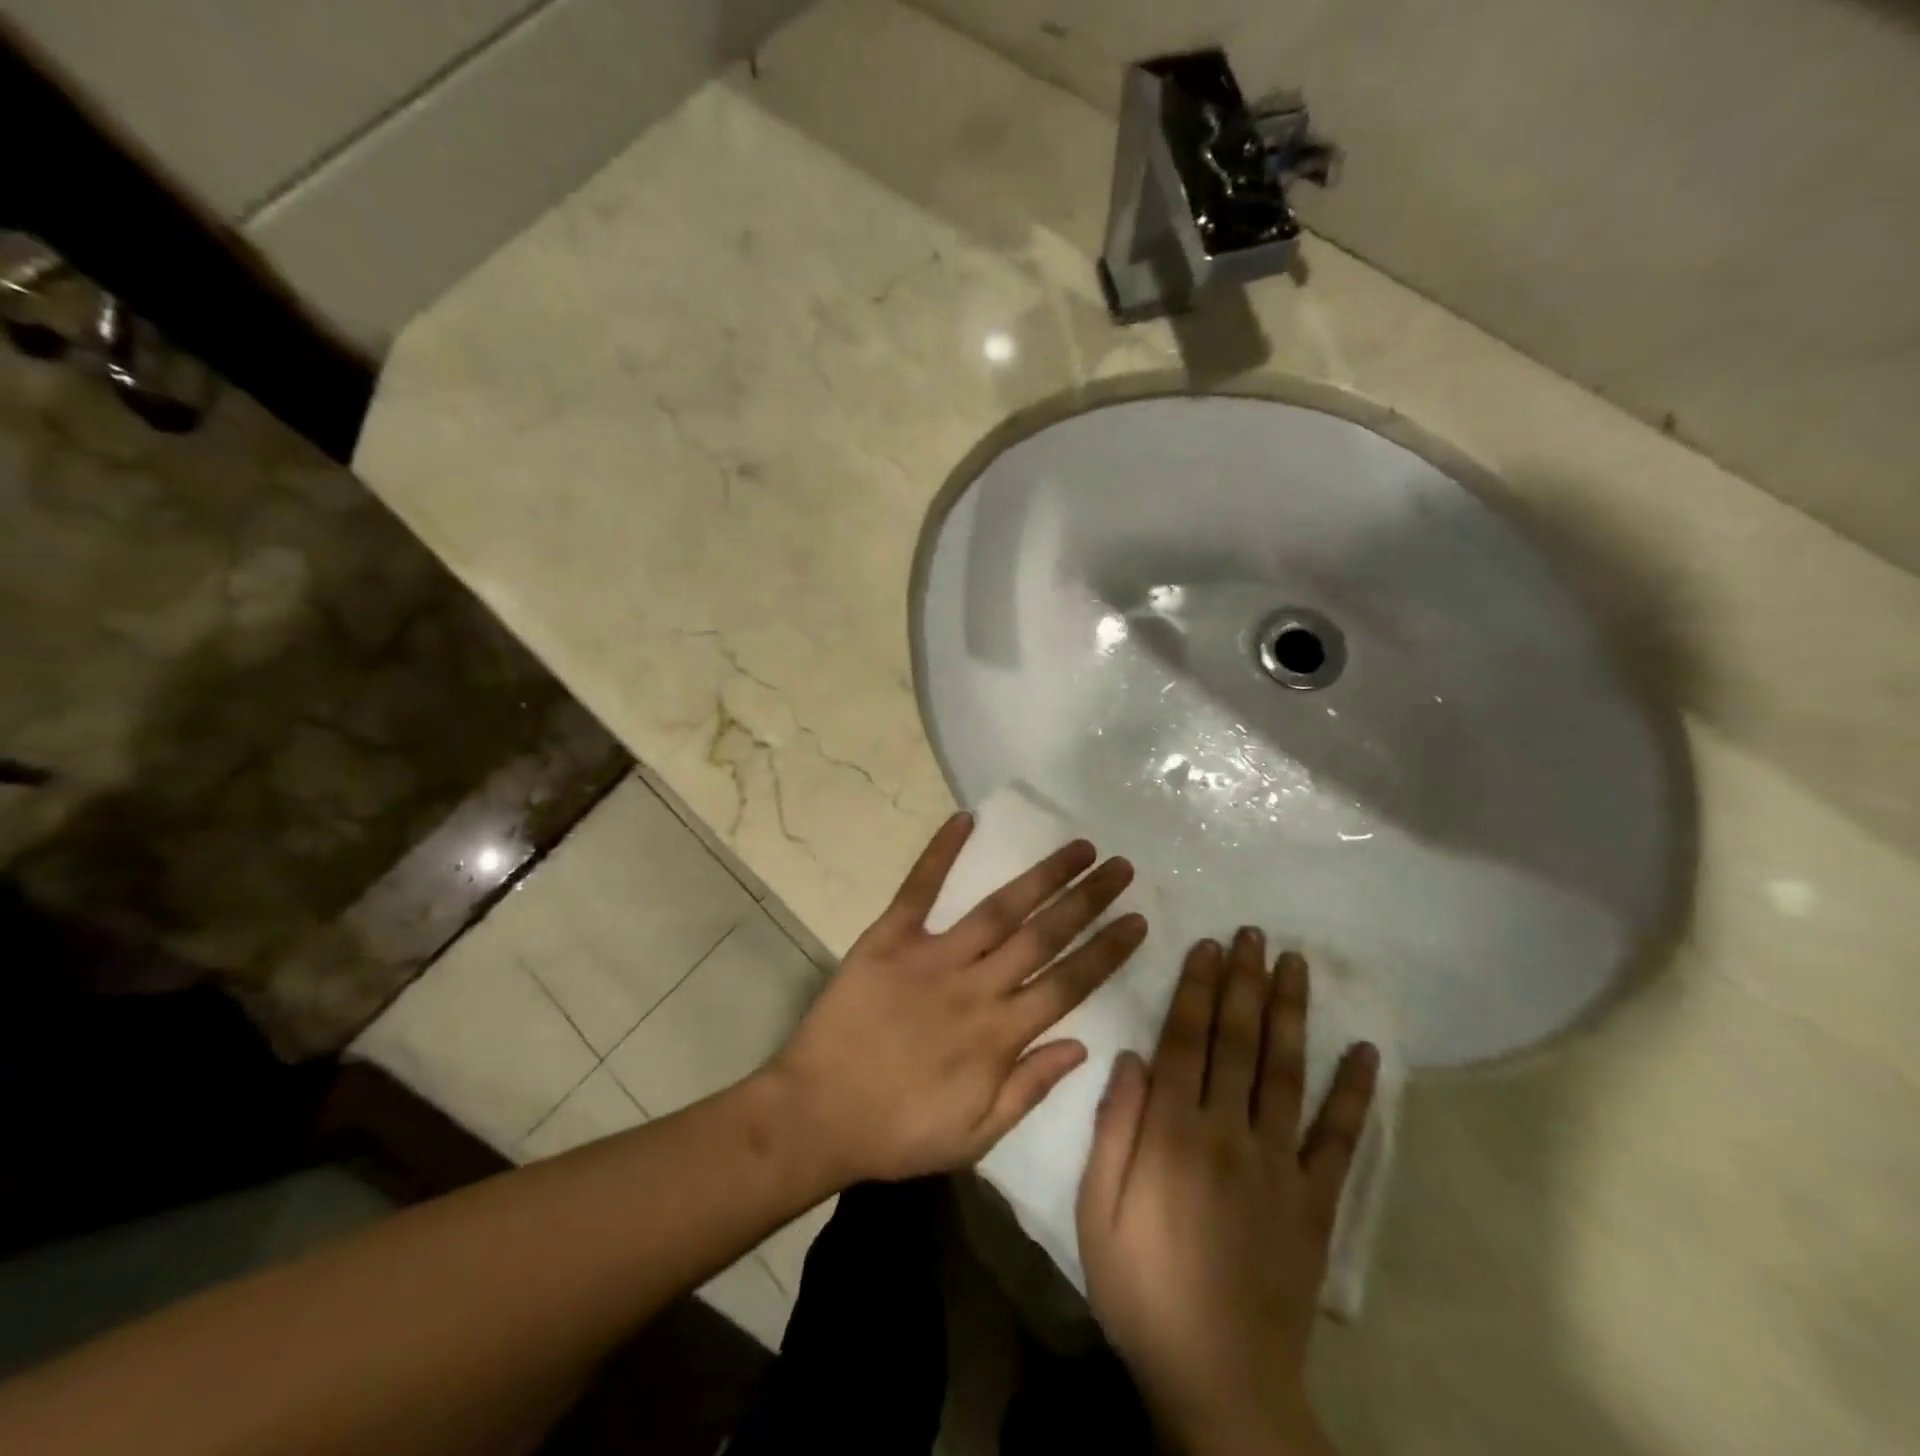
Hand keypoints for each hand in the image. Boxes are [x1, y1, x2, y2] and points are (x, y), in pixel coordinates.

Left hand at [770, 812, 1148, 1184]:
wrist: (814, 1115)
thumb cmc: (898, 1131)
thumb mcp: (975, 1136)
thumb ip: (1030, 1087)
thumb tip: (1082, 1043)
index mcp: (999, 1035)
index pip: (1068, 983)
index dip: (1106, 950)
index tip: (1137, 920)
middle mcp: (975, 986)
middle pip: (1043, 935)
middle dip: (1088, 900)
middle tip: (1120, 867)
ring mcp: (932, 956)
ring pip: (999, 909)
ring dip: (1041, 875)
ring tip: (1077, 847)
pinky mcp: (889, 938)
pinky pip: (918, 889)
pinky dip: (940, 853)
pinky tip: (964, 820)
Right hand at [1077, 929, 1378, 1455]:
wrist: (1219, 1380)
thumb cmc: (1143, 1288)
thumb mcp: (1098, 1210)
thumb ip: (1114, 1128)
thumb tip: (1130, 1055)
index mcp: (1173, 1132)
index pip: (1185, 1039)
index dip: (1195, 987)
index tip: (1207, 945)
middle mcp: (1228, 1132)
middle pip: (1237, 1041)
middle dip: (1242, 982)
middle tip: (1252, 934)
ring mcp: (1279, 1164)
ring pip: (1285, 1072)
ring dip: (1290, 1013)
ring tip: (1292, 964)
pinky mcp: (1316, 1201)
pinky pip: (1339, 1139)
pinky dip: (1353, 1093)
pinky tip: (1361, 1051)